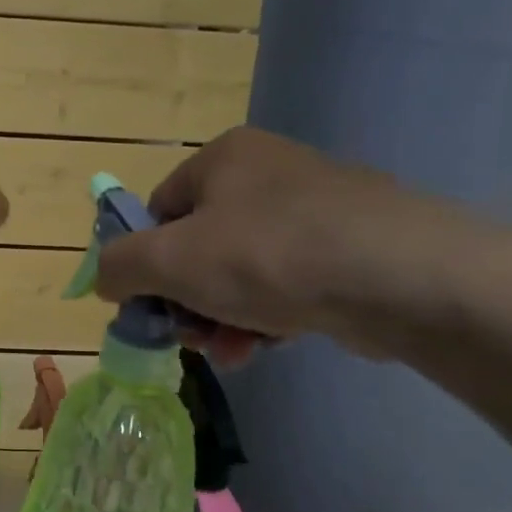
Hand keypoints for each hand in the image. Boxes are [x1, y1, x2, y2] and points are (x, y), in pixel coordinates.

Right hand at [94, 127, 460, 362]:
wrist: (404, 278)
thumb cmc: (268, 255)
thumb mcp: (169, 261)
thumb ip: (120, 266)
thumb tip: (106, 278)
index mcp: (223, 158)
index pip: (158, 211)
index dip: (145, 262)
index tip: (151, 307)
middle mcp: (268, 172)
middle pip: (199, 245)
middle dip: (187, 299)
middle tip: (191, 336)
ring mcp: (315, 208)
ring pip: (241, 270)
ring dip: (222, 316)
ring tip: (231, 353)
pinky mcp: (352, 247)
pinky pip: (286, 282)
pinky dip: (267, 316)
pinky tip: (265, 347)